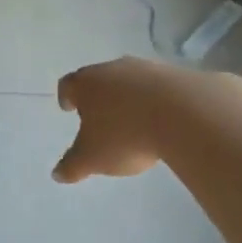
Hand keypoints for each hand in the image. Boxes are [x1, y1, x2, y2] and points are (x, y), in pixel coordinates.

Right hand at [53, 57, 188, 182]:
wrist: (184, 113)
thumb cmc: (124, 135)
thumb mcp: (92, 158)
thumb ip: (72, 166)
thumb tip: (57, 174)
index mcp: (87, 84)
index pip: (68, 85)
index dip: (66, 97)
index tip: (68, 108)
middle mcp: (114, 69)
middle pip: (100, 79)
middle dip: (99, 97)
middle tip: (100, 116)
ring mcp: (147, 69)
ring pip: (131, 81)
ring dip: (130, 97)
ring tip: (134, 121)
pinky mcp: (177, 75)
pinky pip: (160, 88)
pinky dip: (157, 101)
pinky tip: (163, 119)